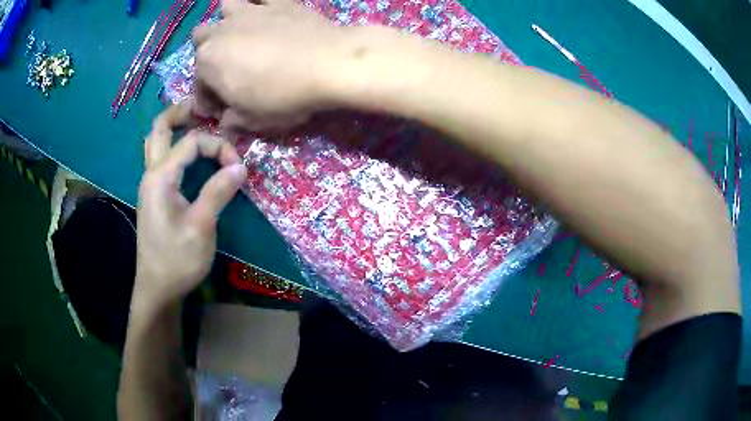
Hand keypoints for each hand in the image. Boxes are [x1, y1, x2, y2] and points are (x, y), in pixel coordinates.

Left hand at [135, 101, 247, 308]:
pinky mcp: (155, 197)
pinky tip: (189, 154)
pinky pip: (162, 160)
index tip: (239, 167)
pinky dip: (175, 147)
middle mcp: (151, 174)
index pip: (191, 142)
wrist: (158, 288)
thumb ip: (218, 191)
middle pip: (159, 130)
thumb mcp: (201, 226)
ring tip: (196, 121)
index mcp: (160, 177)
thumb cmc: (177, 259)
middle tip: (201, 106)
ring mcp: (150, 185)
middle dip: (179, 112)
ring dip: (174, 128)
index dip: (218, 146)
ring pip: (156, 143)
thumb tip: (240, 165)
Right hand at [192, 0, 350, 130]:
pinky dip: (261, 3)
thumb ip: (232, 121)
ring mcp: (251, 11)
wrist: (329, 64)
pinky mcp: (279, 2)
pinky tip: (268, 14)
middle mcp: (222, 31)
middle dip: (208, 53)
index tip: (223, 110)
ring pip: (225, 7)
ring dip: (227, 20)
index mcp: (208, 62)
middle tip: (227, 69)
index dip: (208, 100)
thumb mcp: (253, 121)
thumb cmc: (283, 96)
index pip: (199, 84)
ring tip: (241, 33)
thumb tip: (226, 121)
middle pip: (202, 38)